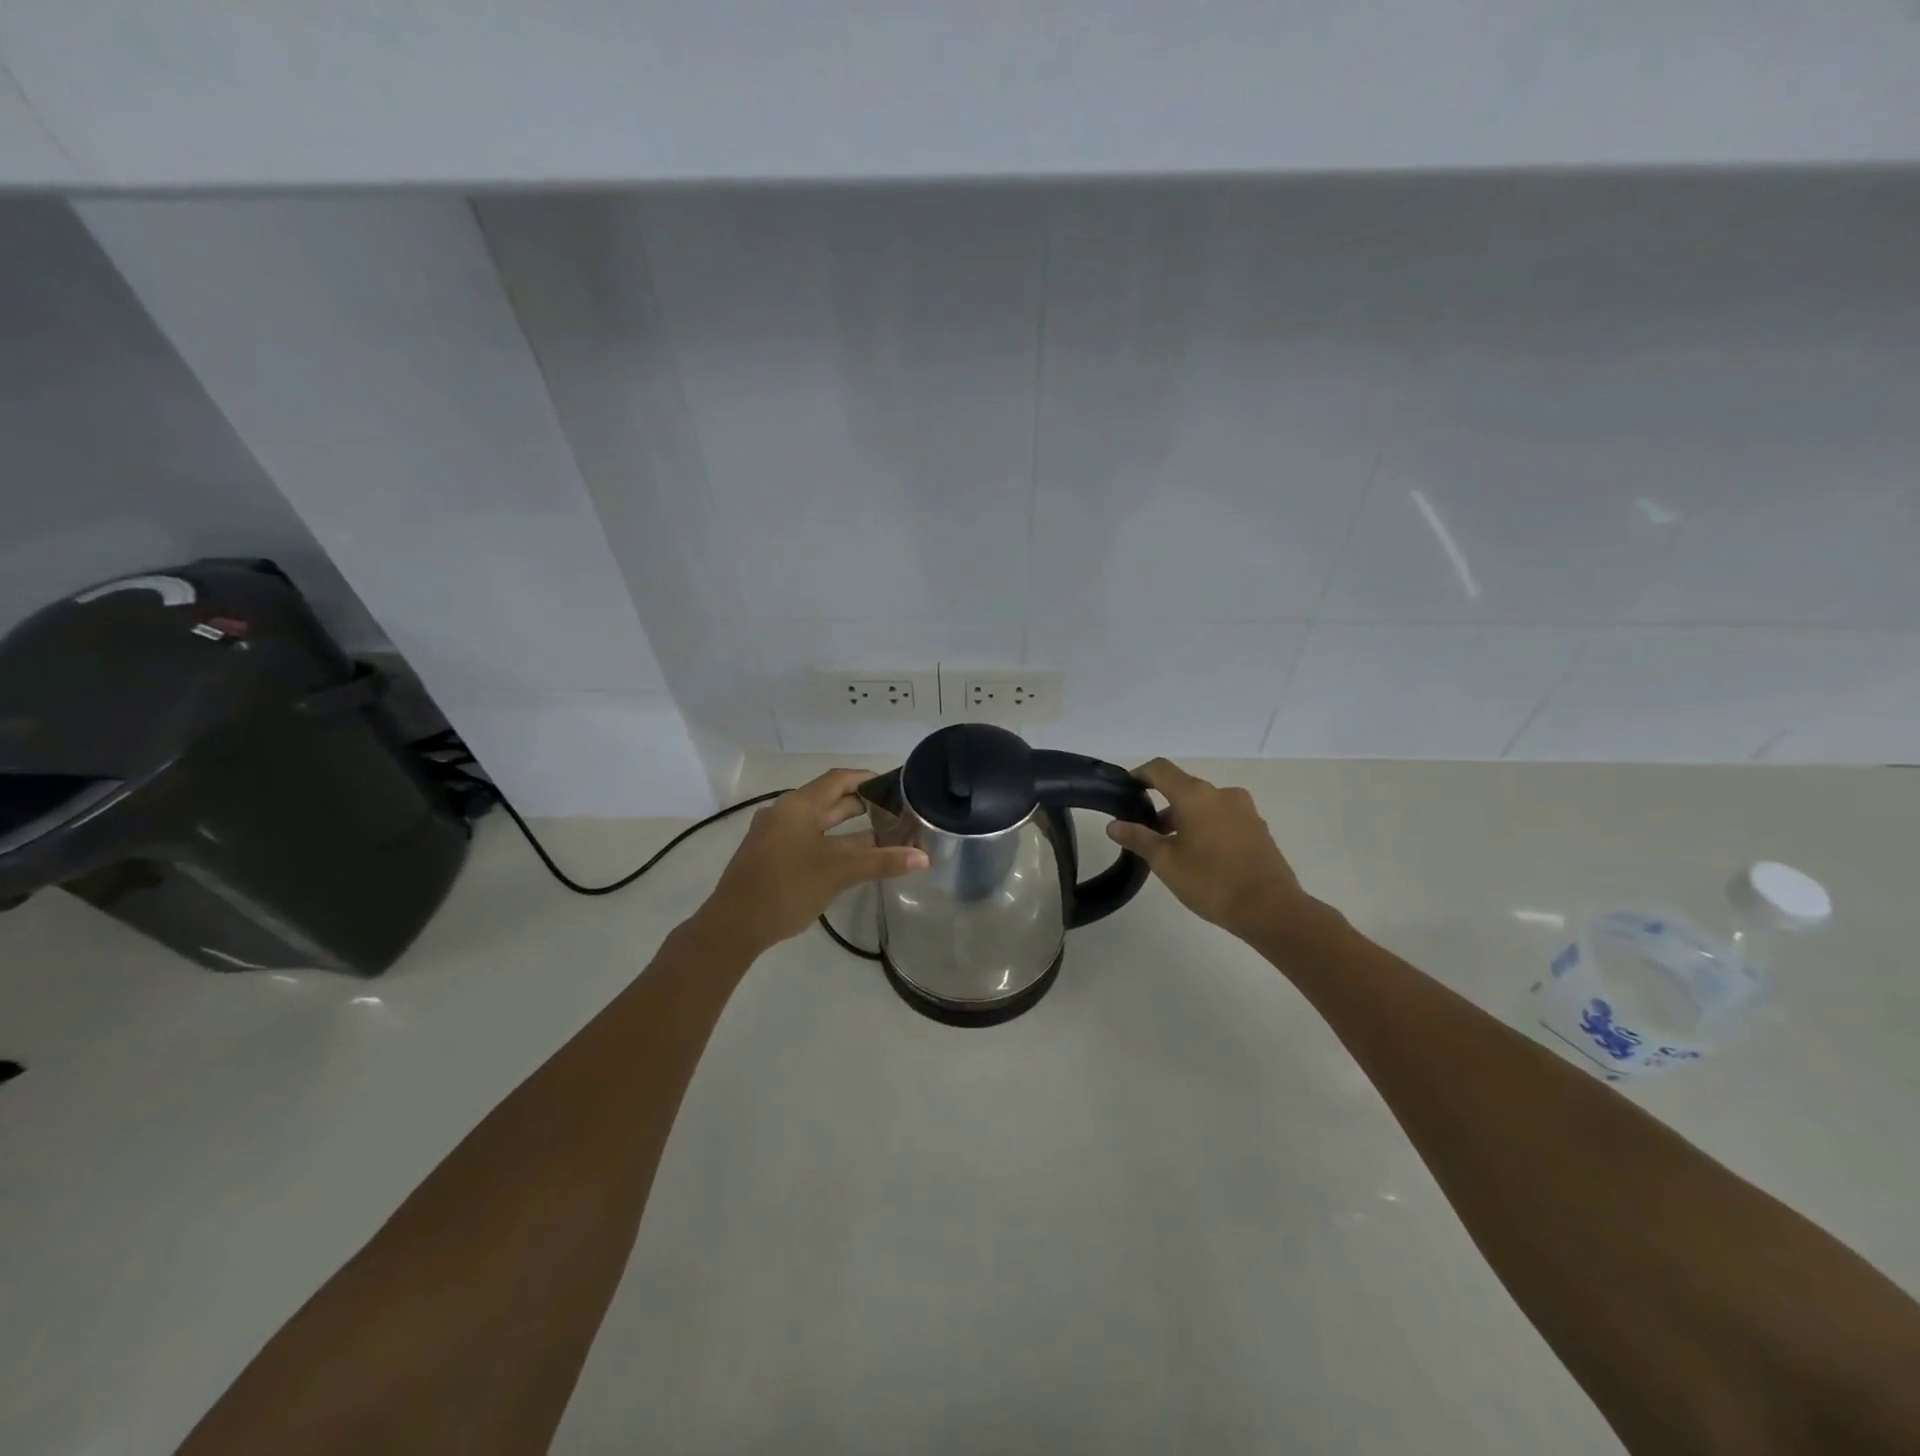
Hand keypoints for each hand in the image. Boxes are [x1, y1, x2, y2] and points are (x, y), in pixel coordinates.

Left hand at [698, 769, 927, 953]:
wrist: (733, 926)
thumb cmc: (787, 888)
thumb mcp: (838, 873)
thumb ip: (881, 862)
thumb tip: (923, 857)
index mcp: (798, 805)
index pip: (839, 779)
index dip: (868, 779)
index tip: (896, 787)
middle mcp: (785, 812)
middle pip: (830, 800)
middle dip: (863, 806)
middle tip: (897, 814)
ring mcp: (775, 835)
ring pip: (819, 823)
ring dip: (849, 828)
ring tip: (883, 836)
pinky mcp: (771, 856)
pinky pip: (808, 839)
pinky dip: (833, 843)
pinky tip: (852, 859)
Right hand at [1106, 759, 1325, 942]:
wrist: (1270, 909)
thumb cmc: (1211, 881)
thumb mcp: (1165, 862)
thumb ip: (1138, 838)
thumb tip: (1114, 825)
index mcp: (1196, 795)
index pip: (1160, 769)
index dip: (1140, 775)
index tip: (1126, 791)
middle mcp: (1222, 794)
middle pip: (1183, 788)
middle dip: (1162, 806)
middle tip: (1145, 834)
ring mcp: (1244, 810)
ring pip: (1204, 805)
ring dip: (1185, 819)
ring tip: (1173, 850)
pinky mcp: (1258, 828)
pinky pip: (1224, 818)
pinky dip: (1207, 828)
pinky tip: (1202, 857)